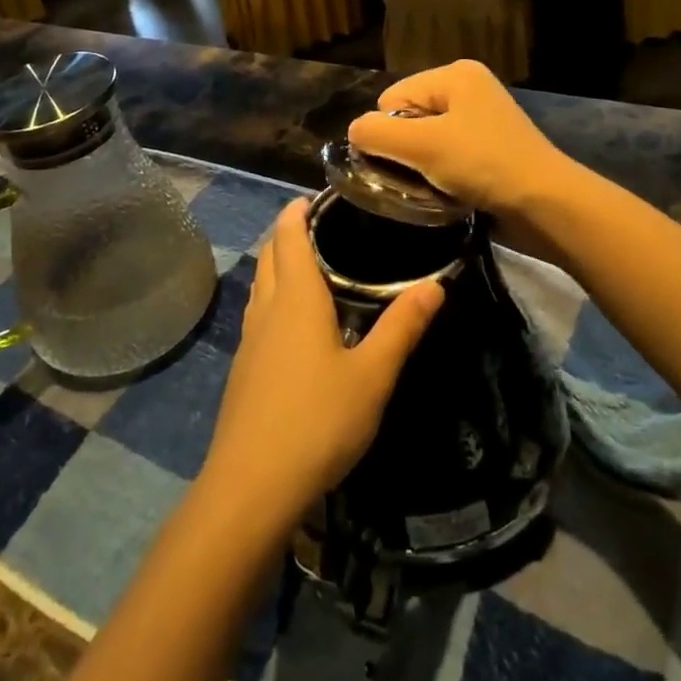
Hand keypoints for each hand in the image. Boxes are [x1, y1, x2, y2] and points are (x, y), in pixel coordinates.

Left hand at [201, 201, 445, 531]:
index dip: (298, 210)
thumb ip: (402, 327)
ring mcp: (250, 340)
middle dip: (288, 232)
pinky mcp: (244, 368)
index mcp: (295, 298)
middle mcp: (267, 308)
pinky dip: (275, 297)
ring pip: (261, 284)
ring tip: (312, 265)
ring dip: (279, 264)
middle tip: (323, 225)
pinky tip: (296, 322)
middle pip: (271, 254)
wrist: (252, 485)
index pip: (288, 234)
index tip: (317, 195)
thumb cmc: (318, 421)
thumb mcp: (373, 375)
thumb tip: (436, 284)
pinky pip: (259, 313)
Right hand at [348, 60, 570, 222]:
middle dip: (406, 150)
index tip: (411, 160)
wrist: (546, 205)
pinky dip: (441, 175)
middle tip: (422, 177)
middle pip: (407, 118)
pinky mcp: (489, 149)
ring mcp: (481, 120)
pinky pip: (447, 157)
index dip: (390, 132)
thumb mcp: (422, 146)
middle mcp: (468, 89)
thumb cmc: (483, 165)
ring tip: (436, 188)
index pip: (391, 98)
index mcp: (454, 74)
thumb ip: (377, 134)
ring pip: (425, 142)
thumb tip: (354, 132)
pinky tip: (450, 192)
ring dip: (422, 167)